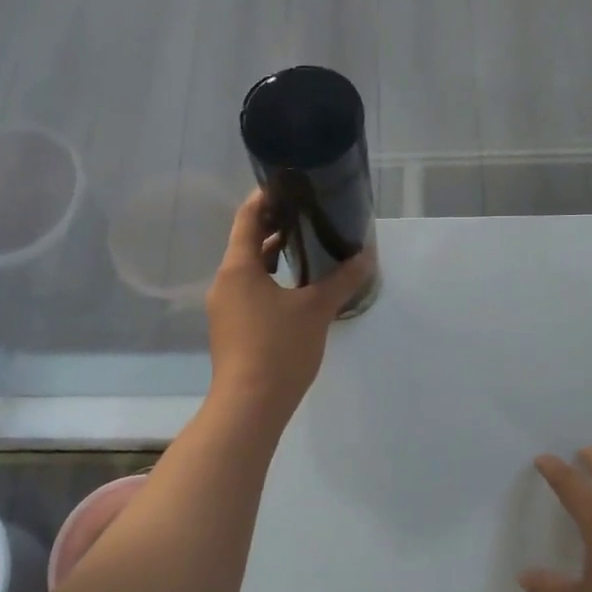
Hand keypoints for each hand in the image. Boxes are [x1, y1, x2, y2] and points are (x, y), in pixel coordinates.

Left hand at [205, 190, 372, 414]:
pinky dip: (269, 280)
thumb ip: (342, 280)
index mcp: (238, 268)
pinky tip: (295, 288)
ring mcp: (225, 307)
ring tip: (304, 246)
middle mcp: (225, 282)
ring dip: (272, 256)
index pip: (247, 218)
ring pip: (247, 269)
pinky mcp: (231, 329)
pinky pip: (249, 291)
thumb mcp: (316, 310)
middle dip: (273, 227)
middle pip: (246, 242)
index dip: (265, 198)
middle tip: (306, 213)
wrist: (249, 406)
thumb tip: (366, 256)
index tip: (288, 185)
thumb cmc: (279, 348)